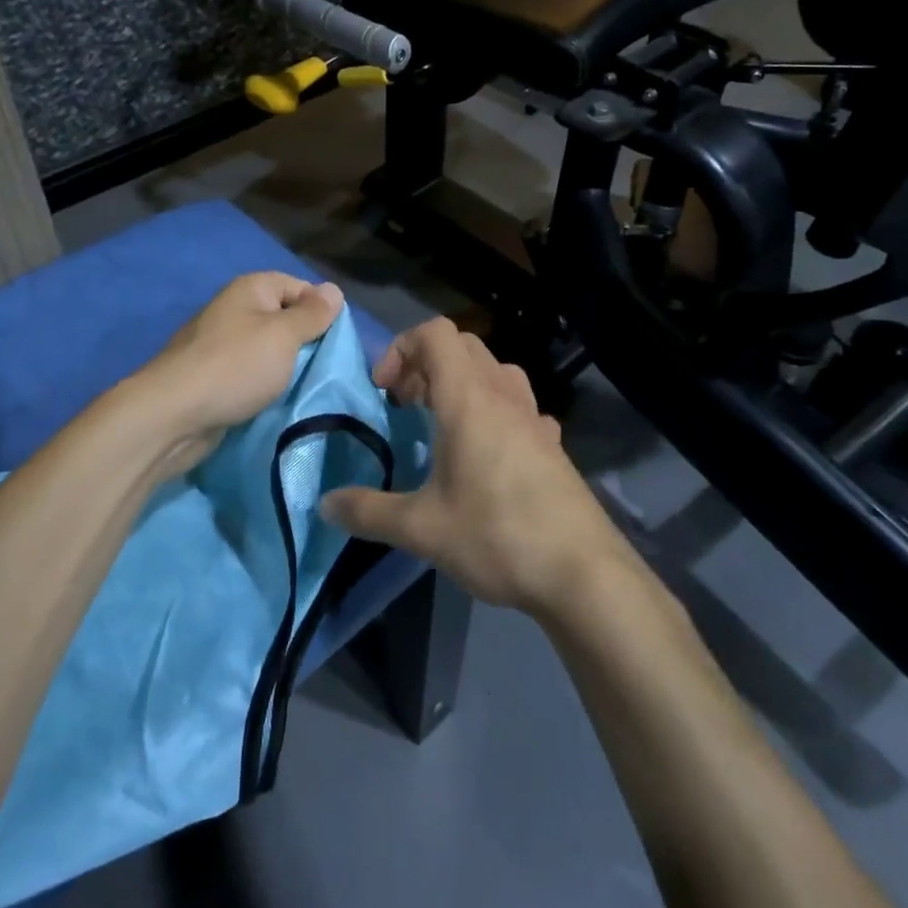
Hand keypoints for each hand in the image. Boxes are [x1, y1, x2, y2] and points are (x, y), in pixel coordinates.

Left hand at [134, 272, 344, 471]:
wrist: (172, 416)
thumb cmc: (234, 367)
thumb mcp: (283, 336)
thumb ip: (312, 314)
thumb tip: (333, 290)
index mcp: (250, 289)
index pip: (299, 287)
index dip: (321, 310)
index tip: (336, 341)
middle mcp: (234, 310)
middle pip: (283, 319)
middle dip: (305, 342)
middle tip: (326, 368)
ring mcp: (221, 344)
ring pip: (268, 350)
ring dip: (286, 368)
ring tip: (306, 387)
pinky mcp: (214, 376)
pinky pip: (250, 374)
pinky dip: (264, 386)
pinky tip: (277, 401)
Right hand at [322, 318, 629, 615]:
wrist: (583, 573)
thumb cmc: (496, 535)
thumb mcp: (420, 529)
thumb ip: (368, 511)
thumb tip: (324, 504)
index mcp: (468, 399)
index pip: (434, 334)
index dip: (400, 349)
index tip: (384, 393)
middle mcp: (503, 396)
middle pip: (463, 345)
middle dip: (426, 364)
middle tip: (407, 407)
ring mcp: (534, 418)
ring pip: (495, 371)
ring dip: (463, 383)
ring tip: (444, 424)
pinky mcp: (554, 445)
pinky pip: (521, 406)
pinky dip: (497, 412)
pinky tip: (490, 453)